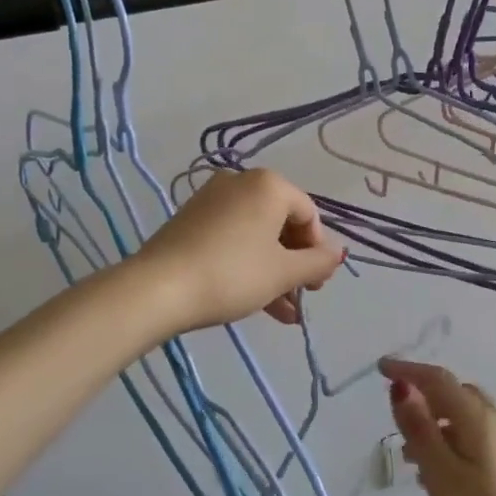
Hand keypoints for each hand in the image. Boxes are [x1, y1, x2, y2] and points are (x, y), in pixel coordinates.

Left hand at [134, 170, 345, 332]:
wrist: (158, 288)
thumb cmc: (232, 274)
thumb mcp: (283, 273)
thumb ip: (317, 262)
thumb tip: (336, 253)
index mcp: (269, 184)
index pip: (308, 215)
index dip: (318, 251)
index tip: (316, 285)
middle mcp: (241, 182)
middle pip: (282, 224)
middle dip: (295, 265)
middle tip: (301, 298)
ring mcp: (212, 200)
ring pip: (256, 236)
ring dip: (274, 272)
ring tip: (284, 313)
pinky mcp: (192, 220)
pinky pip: (233, 238)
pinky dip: (248, 265)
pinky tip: (258, 303)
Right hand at [381, 358, 495, 495]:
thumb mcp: (443, 478)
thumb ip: (420, 429)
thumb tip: (401, 384)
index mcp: (480, 419)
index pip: (439, 380)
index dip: (408, 370)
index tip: (380, 368)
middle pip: (457, 396)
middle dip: (425, 396)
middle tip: (396, 414)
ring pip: (468, 423)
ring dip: (438, 425)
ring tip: (411, 455)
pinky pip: (479, 445)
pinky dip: (454, 447)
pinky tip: (443, 480)